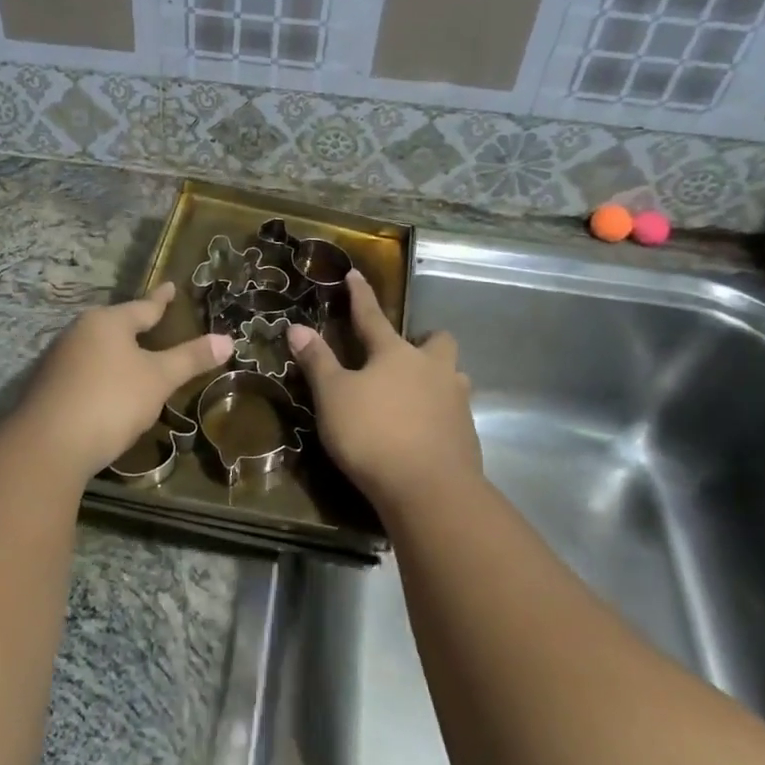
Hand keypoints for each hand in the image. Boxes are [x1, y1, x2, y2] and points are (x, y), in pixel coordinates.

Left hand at [15, 281, 231, 478]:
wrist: (49, 445)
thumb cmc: (111, 400)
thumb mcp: (159, 379)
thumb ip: (191, 359)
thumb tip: (227, 339)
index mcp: (107, 322)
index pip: (143, 306)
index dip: (161, 299)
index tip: (170, 286)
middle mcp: (79, 333)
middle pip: (116, 325)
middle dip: (135, 325)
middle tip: (155, 322)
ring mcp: (59, 360)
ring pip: (97, 349)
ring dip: (117, 353)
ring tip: (135, 357)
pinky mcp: (49, 388)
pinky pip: (84, 373)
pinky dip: (102, 376)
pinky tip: (109, 390)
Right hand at [287, 271, 481, 507]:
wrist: (430, 489)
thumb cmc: (373, 434)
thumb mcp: (333, 397)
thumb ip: (317, 361)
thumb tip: (297, 327)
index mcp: (395, 353)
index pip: (372, 316)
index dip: (360, 295)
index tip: (355, 274)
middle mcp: (432, 369)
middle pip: (438, 342)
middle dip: (425, 341)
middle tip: (405, 356)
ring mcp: (455, 401)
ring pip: (452, 376)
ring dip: (436, 379)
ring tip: (414, 396)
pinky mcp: (467, 433)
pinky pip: (454, 412)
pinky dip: (439, 414)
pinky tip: (423, 432)